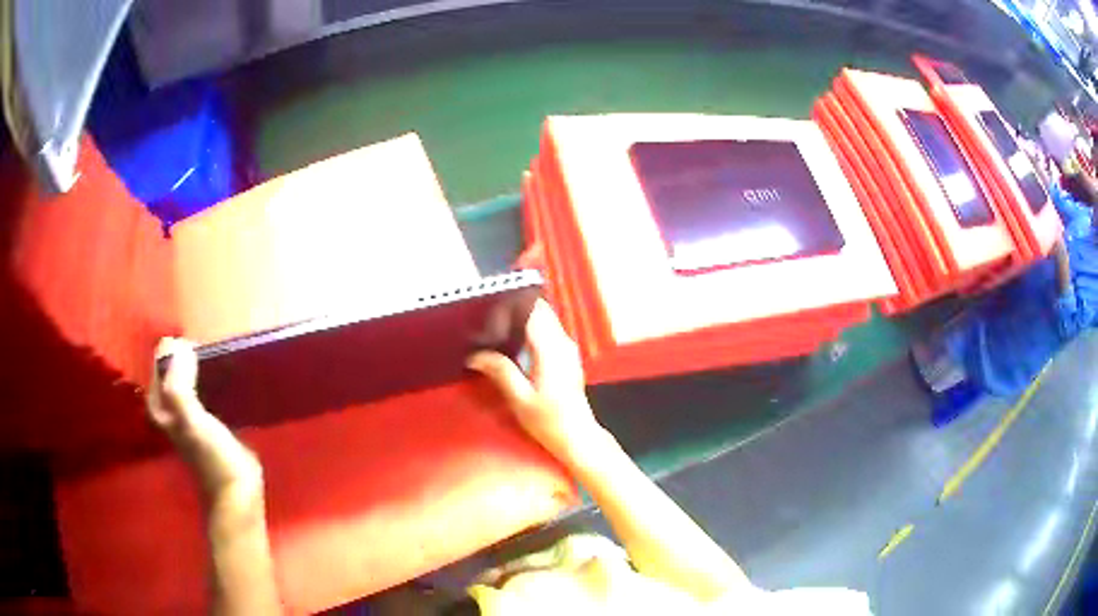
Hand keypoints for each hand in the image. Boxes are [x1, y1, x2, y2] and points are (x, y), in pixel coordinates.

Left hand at [148, 338, 262, 501]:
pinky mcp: (207, 416)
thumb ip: (179, 386)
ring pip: (188, 375)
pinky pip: (204, 385)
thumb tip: (179, 346)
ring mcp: (188, 411)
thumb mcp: (191, 421)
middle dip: (186, 352)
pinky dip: (210, 375)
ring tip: (216, 354)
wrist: (237, 490)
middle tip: (207, 348)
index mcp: (159, 404)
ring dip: (199, 363)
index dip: (175, 349)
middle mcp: (170, 405)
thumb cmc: (212, 457)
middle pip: (173, 366)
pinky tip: (224, 372)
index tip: (196, 346)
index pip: (160, 362)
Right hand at [467, 300, 602, 461]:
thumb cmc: (549, 421)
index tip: (489, 304)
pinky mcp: (567, 356)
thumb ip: (500, 371)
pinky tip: (513, 344)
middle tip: (488, 316)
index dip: (512, 303)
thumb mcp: (520, 399)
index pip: (533, 310)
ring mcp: (568, 348)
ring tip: (495, 328)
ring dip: (523, 320)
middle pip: (540, 310)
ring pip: (545, 320)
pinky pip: (548, 332)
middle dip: (515, 309)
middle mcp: (563, 342)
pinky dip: (531, 331)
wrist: (577, 438)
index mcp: (551, 348)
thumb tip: (474, 355)